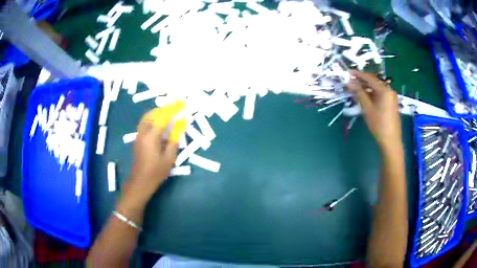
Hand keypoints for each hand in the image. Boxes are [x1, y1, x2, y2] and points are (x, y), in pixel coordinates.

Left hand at [125, 111, 177, 204]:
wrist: (141, 181)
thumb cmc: (156, 171)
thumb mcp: (169, 159)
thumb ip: (173, 143)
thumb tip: (177, 132)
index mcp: (151, 137)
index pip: (162, 119)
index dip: (171, 112)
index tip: (179, 107)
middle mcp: (143, 133)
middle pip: (150, 115)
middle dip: (160, 110)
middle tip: (170, 110)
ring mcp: (138, 137)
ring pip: (145, 120)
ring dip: (154, 115)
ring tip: (164, 116)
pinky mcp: (137, 141)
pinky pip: (143, 126)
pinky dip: (150, 121)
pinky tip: (157, 127)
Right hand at [347, 70, 401, 149]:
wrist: (390, 141)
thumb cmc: (378, 124)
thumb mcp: (367, 108)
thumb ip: (359, 93)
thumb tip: (350, 82)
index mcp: (384, 90)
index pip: (369, 78)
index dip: (358, 74)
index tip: (348, 72)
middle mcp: (389, 90)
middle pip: (373, 82)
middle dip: (361, 81)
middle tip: (350, 81)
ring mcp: (391, 97)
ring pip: (376, 88)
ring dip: (366, 88)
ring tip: (355, 89)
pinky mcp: (390, 103)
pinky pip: (379, 94)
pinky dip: (371, 94)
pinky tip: (364, 96)